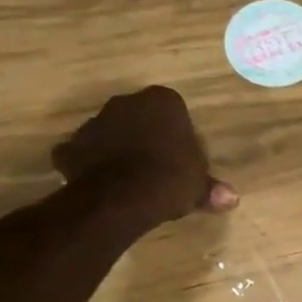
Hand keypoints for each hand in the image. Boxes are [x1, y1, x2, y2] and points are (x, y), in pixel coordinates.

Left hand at [53, 87, 236, 227]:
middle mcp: (125, 102)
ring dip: (118, 149)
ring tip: (131, 179)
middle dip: (146, 135)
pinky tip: (103, 185)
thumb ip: (211, 188)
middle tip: (159, 166)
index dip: (178, 133)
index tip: (182, 156)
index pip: (174, 110)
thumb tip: (232, 198)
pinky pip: (84, 154)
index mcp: (162, 102)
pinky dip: (90, 166)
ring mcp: (93, 122)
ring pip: (110, 133)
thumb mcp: (199, 187)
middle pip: (139, 117)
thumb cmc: (170, 180)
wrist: (120, 198)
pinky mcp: (70, 146)